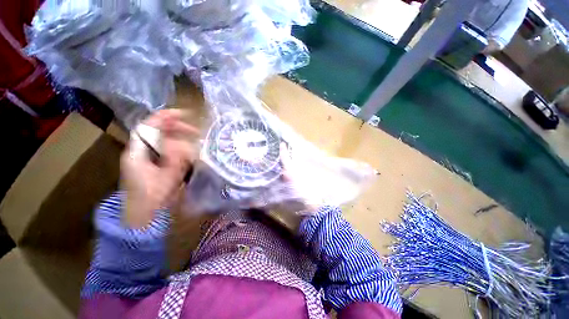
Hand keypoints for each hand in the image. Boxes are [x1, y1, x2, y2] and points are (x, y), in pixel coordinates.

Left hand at [121, 109, 198, 227]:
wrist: (143, 214)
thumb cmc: (151, 197)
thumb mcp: (166, 177)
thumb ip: (175, 160)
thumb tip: (186, 145)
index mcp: (138, 151)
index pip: (149, 126)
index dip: (165, 117)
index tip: (184, 114)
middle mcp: (142, 151)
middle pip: (158, 131)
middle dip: (177, 128)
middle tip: (195, 131)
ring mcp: (149, 157)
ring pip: (165, 140)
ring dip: (181, 138)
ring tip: (195, 140)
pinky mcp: (156, 164)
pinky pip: (169, 150)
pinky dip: (180, 148)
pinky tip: (190, 151)